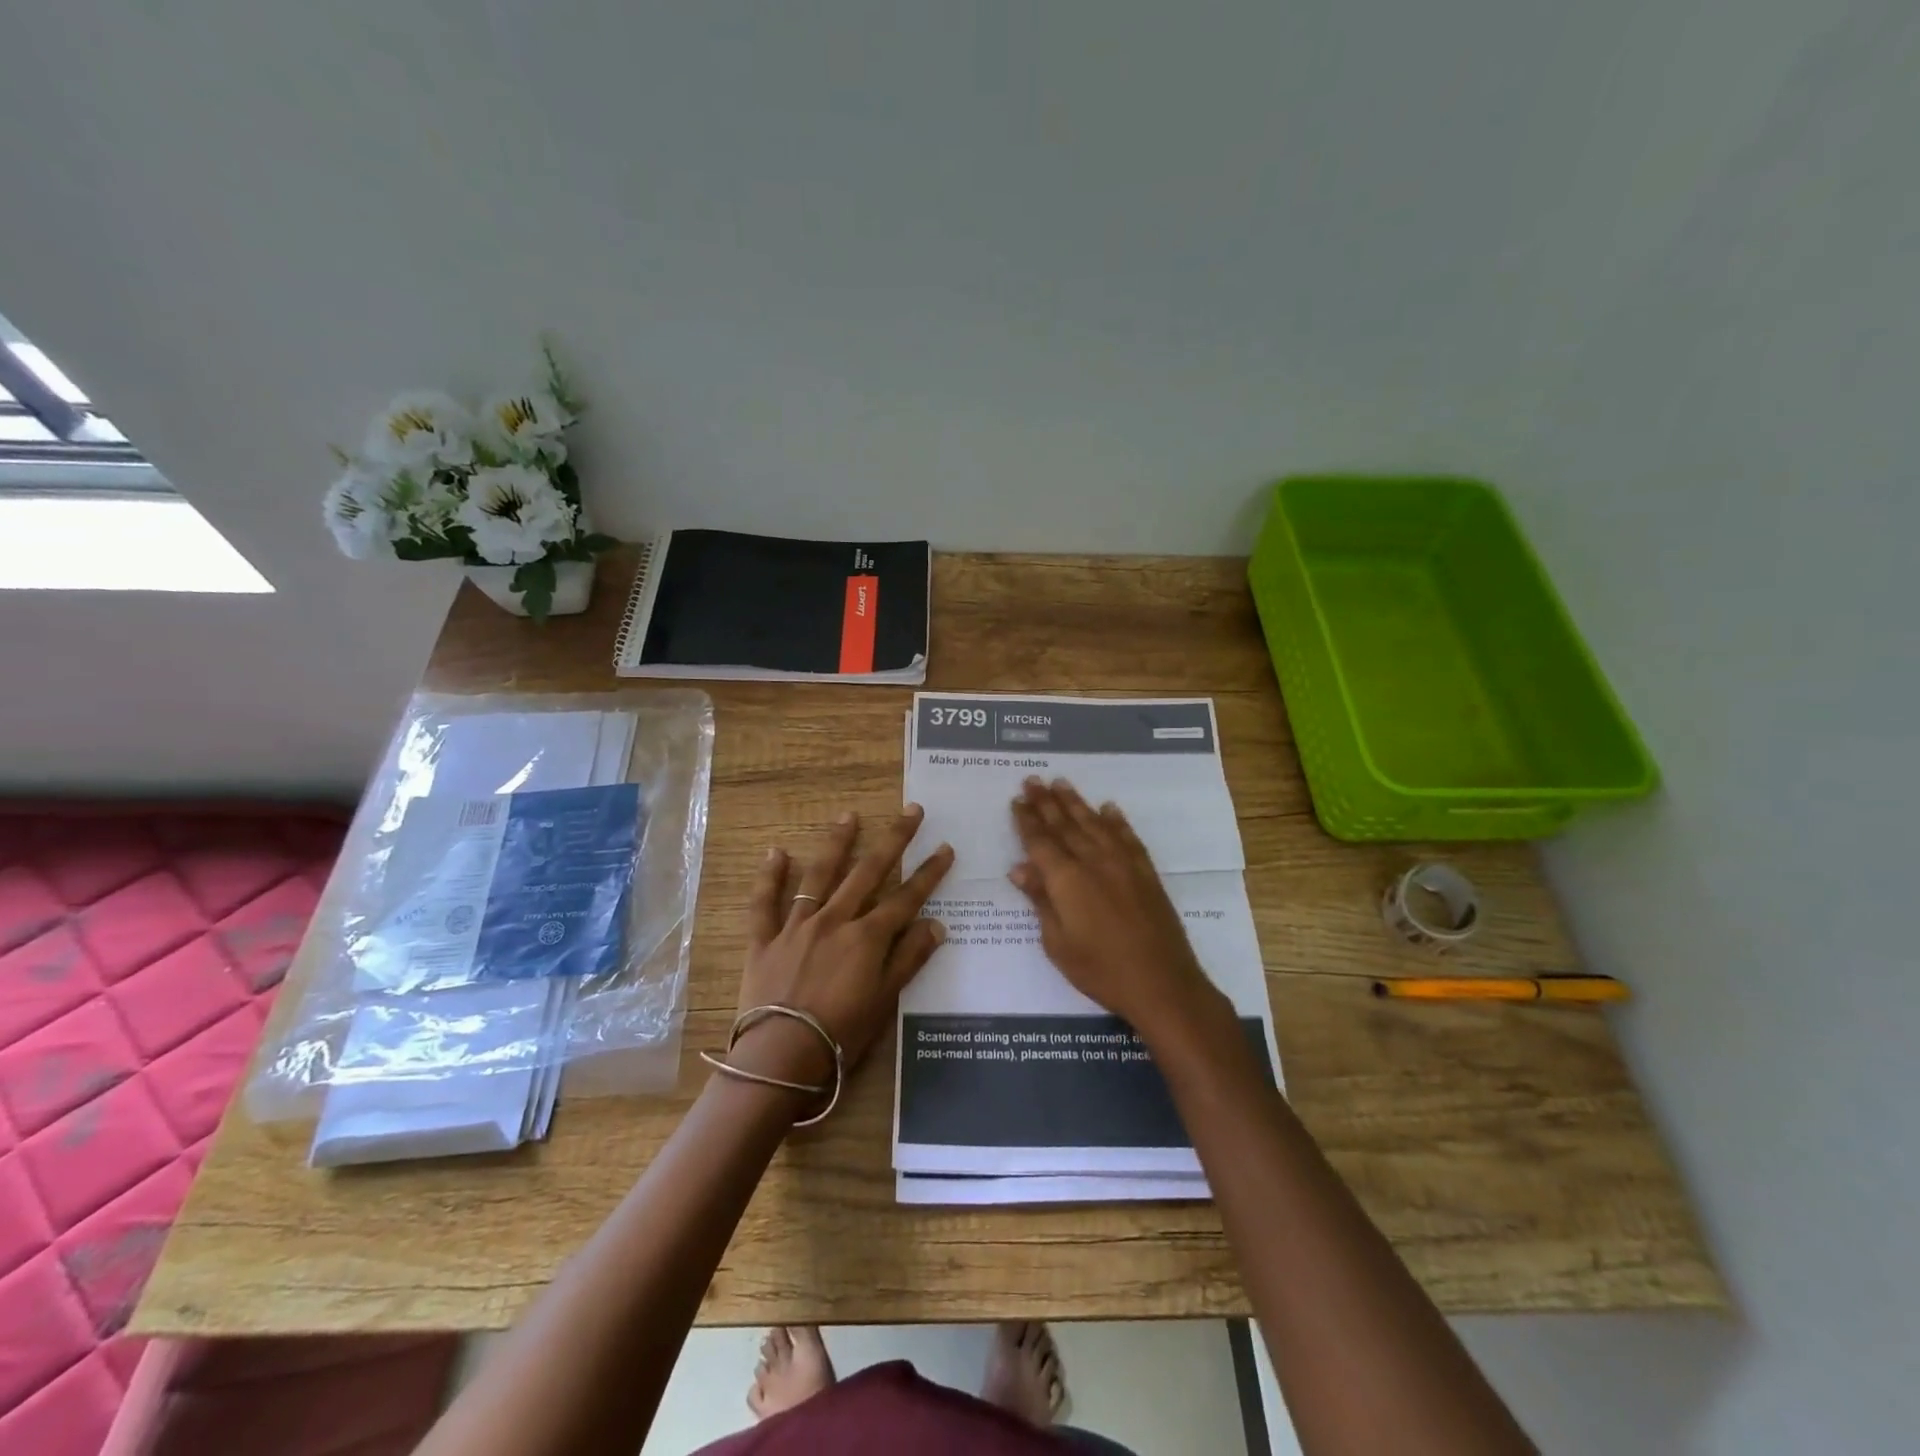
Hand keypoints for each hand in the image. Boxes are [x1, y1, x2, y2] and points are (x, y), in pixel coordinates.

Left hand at [729, 805, 954, 1088]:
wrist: (780, 1057)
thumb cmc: (841, 1035)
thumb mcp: (884, 1002)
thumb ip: (910, 959)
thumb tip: (937, 925)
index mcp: (867, 938)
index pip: (906, 898)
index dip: (928, 873)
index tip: (945, 848)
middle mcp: (835, 920)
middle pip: (869, 872)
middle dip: (893, 840)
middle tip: (911, 811)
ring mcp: (797, 927)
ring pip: (820, 876)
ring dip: (837, 844)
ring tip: (848, 816)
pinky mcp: (765, 940)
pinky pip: (765, 903)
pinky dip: (769, 877)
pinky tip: (775, 852)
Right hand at [1009, 777, 1218, 1035]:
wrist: (1161, 983)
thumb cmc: (1100, 970)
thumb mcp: (1057, 943)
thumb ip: (1041, 901)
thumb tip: (1019, 869)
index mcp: (1066, 879)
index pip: (1040, 841)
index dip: (1026, 820)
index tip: (1016, 799)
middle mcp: (1093, 861)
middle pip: (1064, 825)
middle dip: (1046, 802)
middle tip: (1032, 780)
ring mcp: (1123, 863)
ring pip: (1094, 823)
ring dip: (1076, 802)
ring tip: (1061, 783)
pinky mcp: (1145, 872)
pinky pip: (1127, 837)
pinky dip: (1116, 820)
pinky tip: (1108, 808)